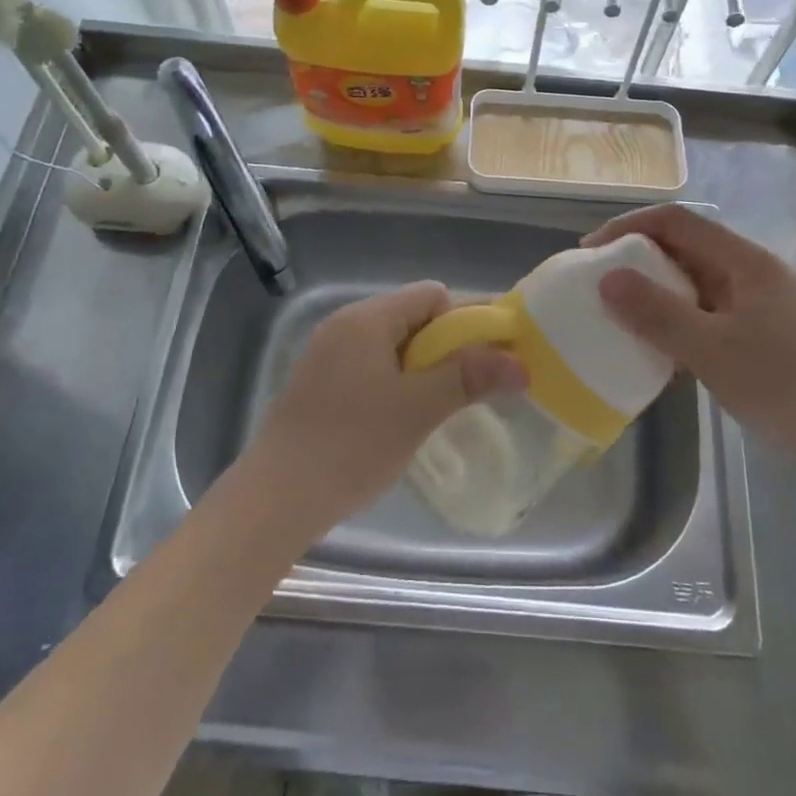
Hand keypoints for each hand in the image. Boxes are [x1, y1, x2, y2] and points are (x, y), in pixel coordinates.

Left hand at [248, 282, 524, 535]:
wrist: (275, 500)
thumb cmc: (351, 446)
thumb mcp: (418, 409)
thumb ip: (469, 377)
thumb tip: (520, 363)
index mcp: (367, 318)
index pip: (432, 295)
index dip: (467, 319)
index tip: (492, 355)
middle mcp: (345, 325)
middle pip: (413, 317)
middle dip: (448, 345)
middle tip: (474, 384)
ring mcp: (328, 354)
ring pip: (392, 345)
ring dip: (424, 366)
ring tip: (443, 404)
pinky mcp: (319, 384)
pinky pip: (371, 366)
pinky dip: (397, 381)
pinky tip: (405, 417)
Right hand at [582, 205, 795, 458]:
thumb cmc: (782, 386)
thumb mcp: (711, 350)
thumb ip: (657, 313)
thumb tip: (606, 279)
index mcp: (745, 261)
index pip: (677, 221)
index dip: (629, 226)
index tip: (592, 251)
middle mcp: (751, 271)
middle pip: (685, 246)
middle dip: (638, 257)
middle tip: (600, 282)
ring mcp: (757, 301)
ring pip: (694, 279)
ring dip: (655, 288)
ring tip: (619, 310)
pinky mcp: (758, 330)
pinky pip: (705, 308)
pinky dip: (675, 314)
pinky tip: (656, 341)